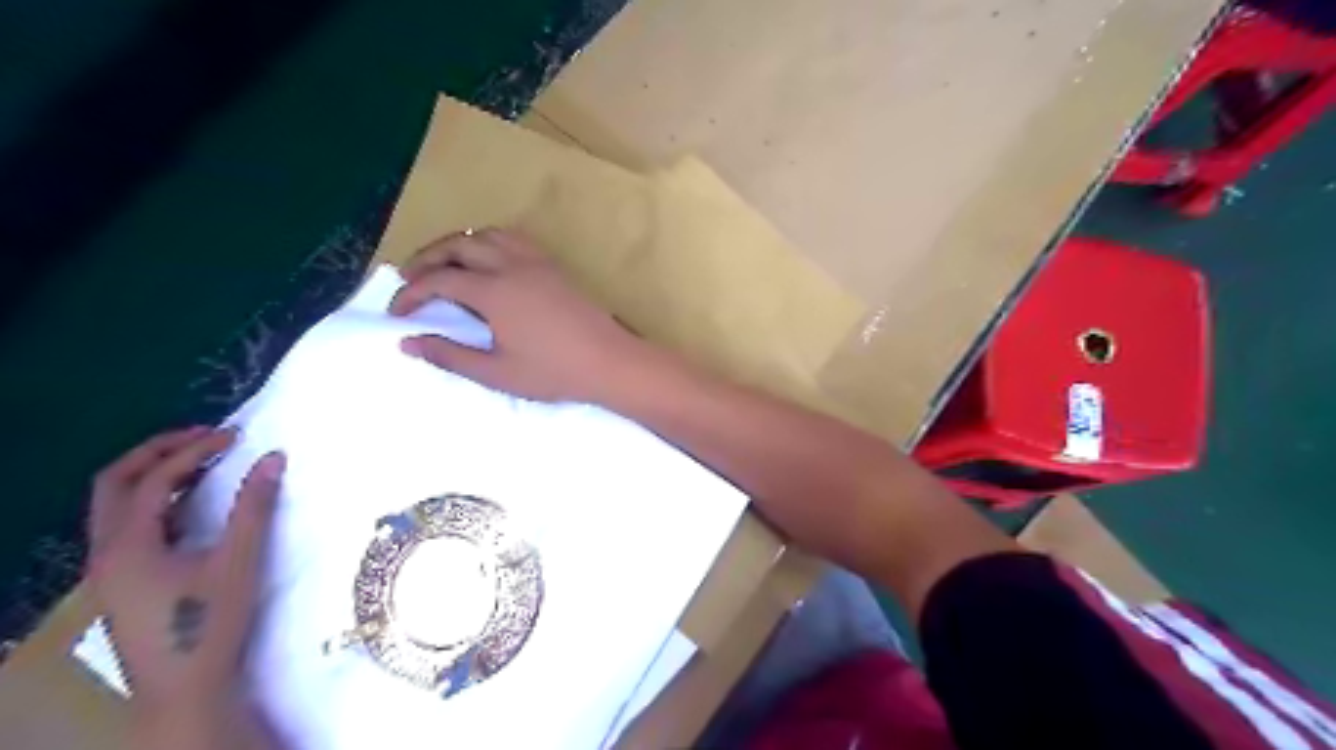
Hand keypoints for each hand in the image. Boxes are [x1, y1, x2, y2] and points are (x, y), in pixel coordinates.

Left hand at [84, 425, 284, 740]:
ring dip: (154, 475)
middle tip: (205, 436)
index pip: (155, 479)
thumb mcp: (239, 560)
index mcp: (128, 544)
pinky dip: (157, 501)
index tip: (236, 436)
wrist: (185, 686)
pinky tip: (193, 504)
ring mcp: (110, 568)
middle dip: (157, 452)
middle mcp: (107, 551)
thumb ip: (255, 506)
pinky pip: (129, 525)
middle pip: (114, 483)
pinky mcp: (123, 581)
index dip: (195, 451)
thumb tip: (273, 458)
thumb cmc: (210, 621)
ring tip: (201, 461)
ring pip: (116, 505)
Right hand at [391, 229, 643, 404]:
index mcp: (494, 291)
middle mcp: (511, 265)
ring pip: (486, 234)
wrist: (610, 361)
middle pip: (457, 245)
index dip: (411, 294)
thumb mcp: (497, 373)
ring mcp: (536, 261)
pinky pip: (513, 239)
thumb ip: (450, 356)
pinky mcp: (553, 266)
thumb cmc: (554, 372)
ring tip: (444, 265)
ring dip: (457, 244)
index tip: (397, 313)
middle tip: (409, 279)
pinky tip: (488, 262)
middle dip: (426, 258)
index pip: (439, 281)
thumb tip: (408, 343)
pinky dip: (488, 241)